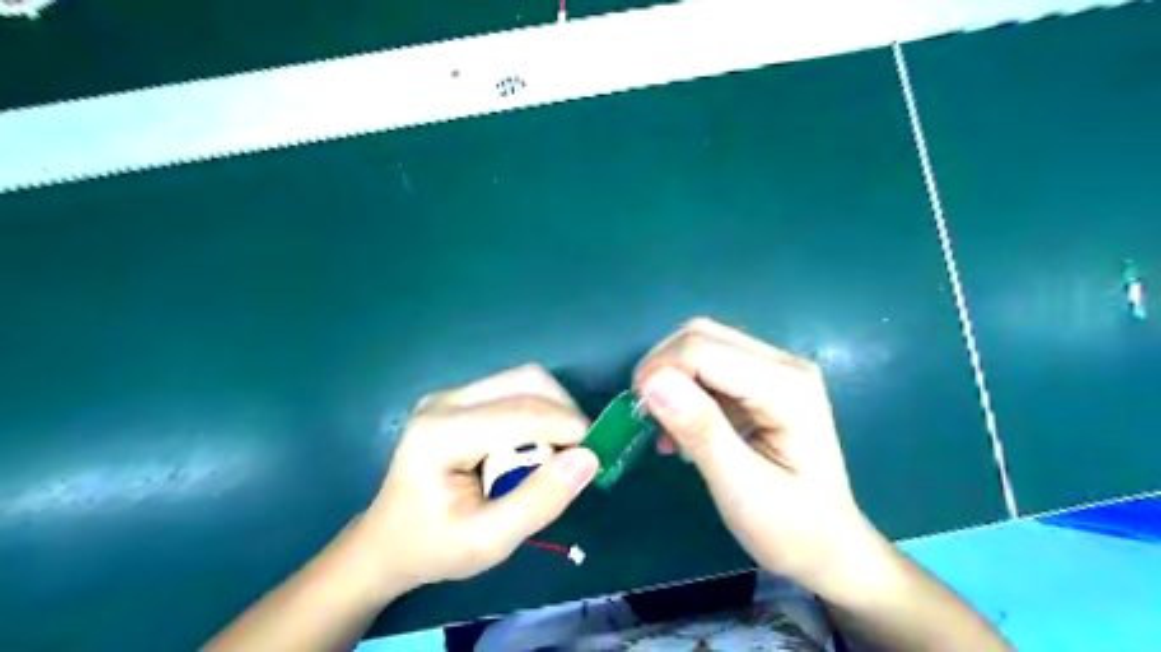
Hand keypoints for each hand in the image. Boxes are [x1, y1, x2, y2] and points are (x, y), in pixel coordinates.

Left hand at [362, 364, 596, 592]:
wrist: (386, 543)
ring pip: (523, 380)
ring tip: (560, 450)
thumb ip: (540, 500)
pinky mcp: (459, 399)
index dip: (568, 427)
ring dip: (554, 409)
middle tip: (579, 452)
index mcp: (442, 433)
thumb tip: (589, 458)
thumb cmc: (434, 548)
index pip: (521, 413)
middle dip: (564, 412)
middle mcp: (445, 401)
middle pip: (526, 381)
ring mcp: (450, 395)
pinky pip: (513, 390)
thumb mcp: (490, 542)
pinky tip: (537, 444)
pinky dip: (539, 412)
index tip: (596, 455)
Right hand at [633, 317, 879, 595]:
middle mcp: (784, 364)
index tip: (636, 413)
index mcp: (787, 386)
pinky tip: (681, 428)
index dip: (660, 371)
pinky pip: (711, 365)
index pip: (704, 349)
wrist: (830, 547)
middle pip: (702, 335)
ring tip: (664, 429)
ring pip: (703, 345)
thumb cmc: (791, 528)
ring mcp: (776, 370)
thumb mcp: (741, 488)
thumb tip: (653, 382)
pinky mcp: (764, 382)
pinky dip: (685, 389)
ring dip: (671, 378)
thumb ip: (700, 431)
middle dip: (663, 368)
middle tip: (644, 417)